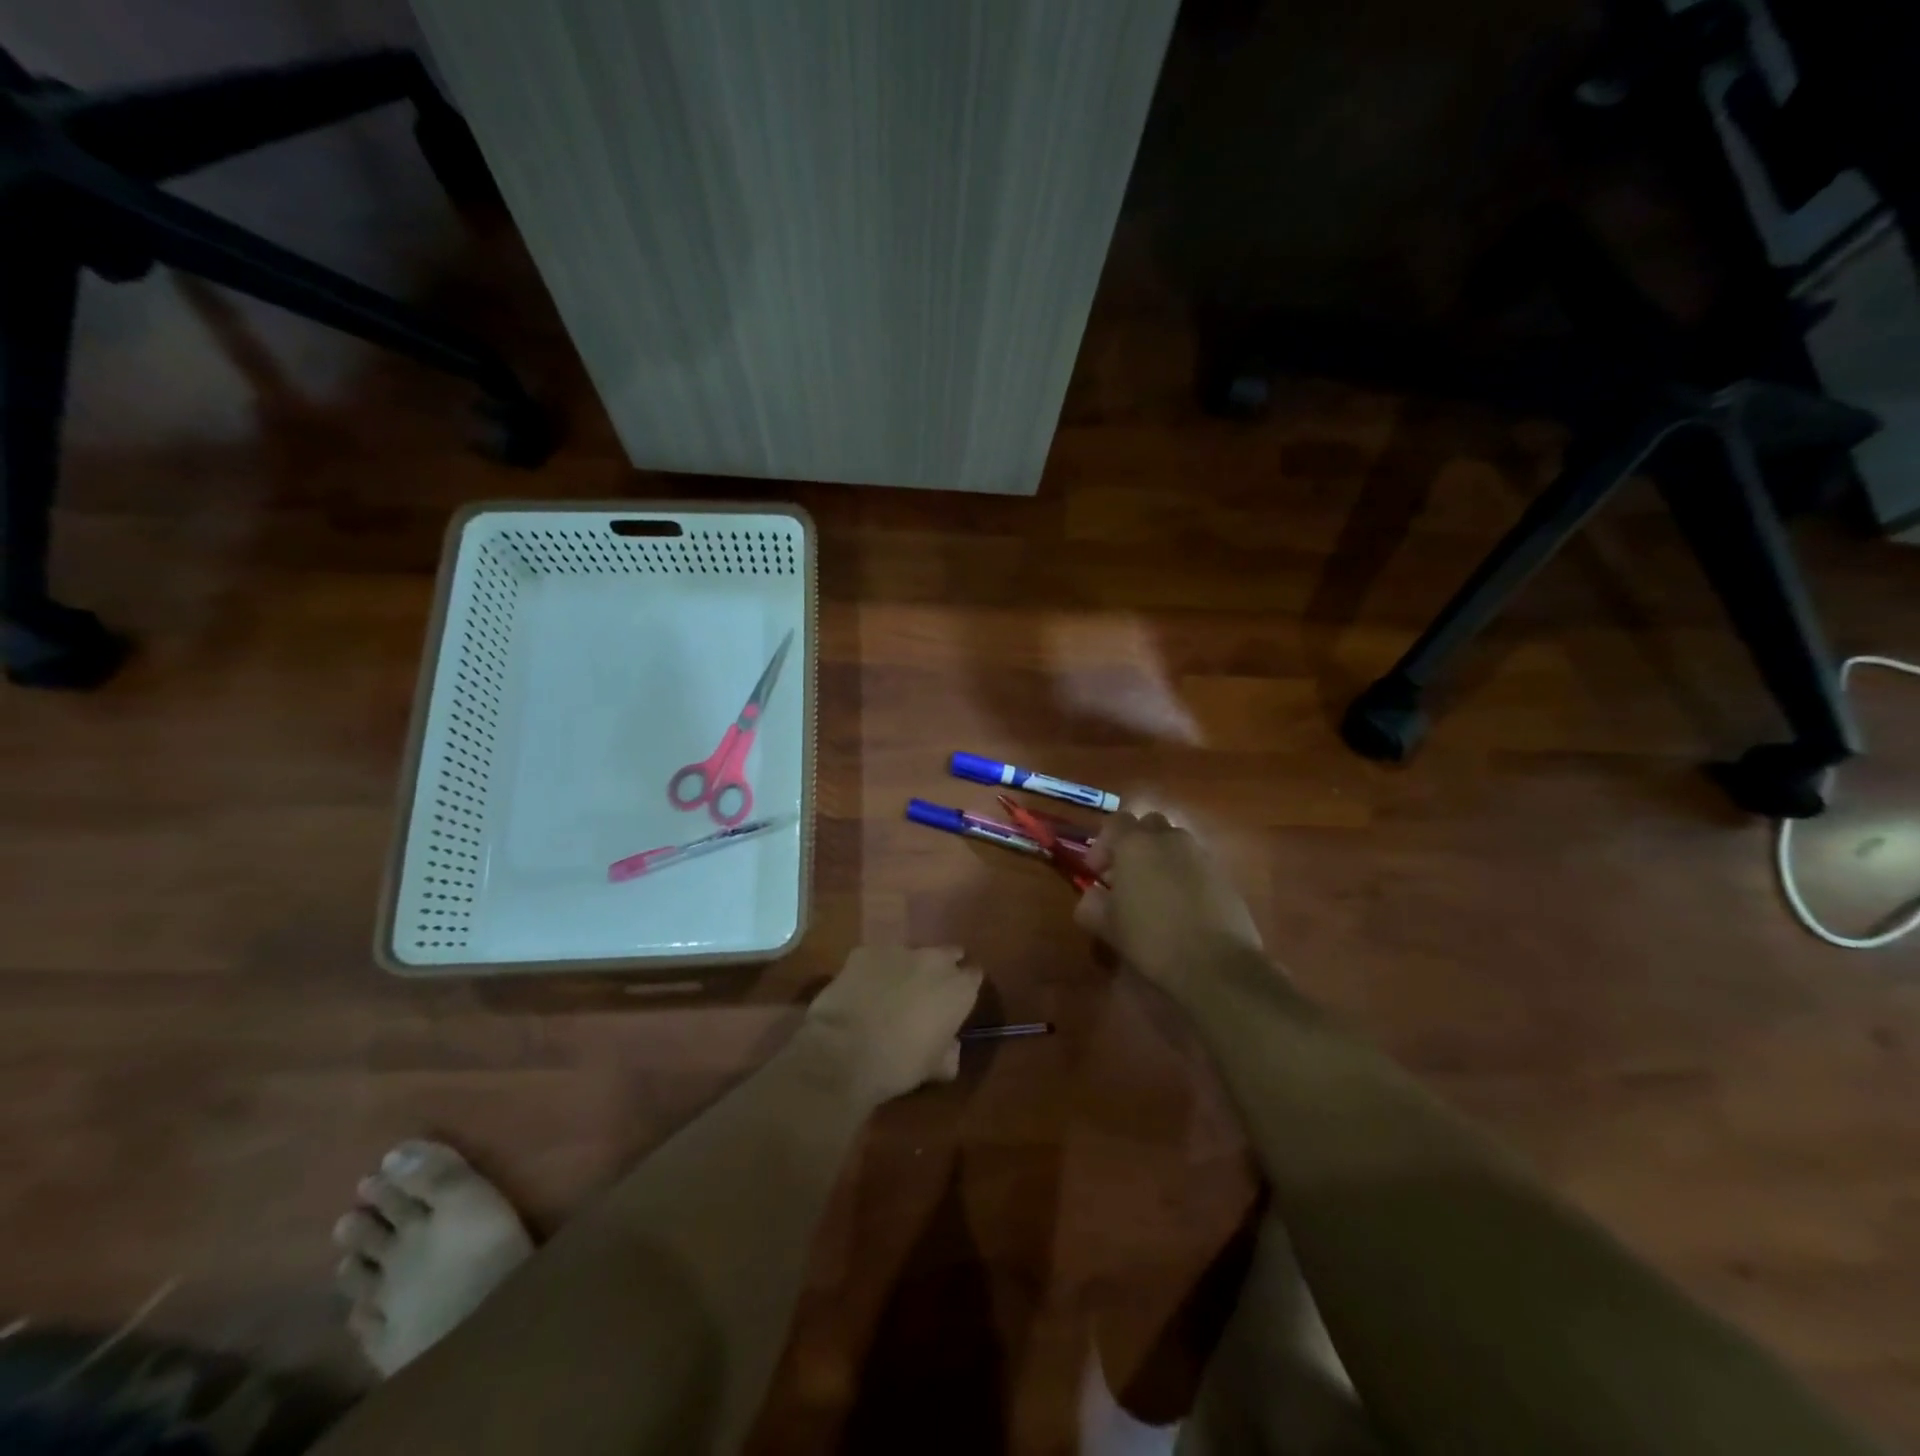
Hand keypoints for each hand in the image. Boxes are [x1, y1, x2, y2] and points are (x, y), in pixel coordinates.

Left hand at [803, 946, 982, 1103]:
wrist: (845, 1051)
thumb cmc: (900, 1064)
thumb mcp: (934, 1068)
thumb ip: (949, 1052)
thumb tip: (950, 1048)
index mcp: (959, 988)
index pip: (974, 977)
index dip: (965, 988)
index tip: (957, 1001)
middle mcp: (934, 960)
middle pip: (947, 955)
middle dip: (941, 969)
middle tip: (928, 992)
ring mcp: (898, 950)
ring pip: (910, 954)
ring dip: (906, 969)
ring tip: (891, 992)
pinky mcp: (865, 951)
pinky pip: (876, 958)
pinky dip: (874, 970)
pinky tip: (862, 990)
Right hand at [1075, 811, 1262, 997]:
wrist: (1216, 964)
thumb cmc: (1152, 940)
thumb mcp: (1108, 927)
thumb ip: (1091, 904)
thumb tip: (1093, 896)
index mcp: (1135, 844)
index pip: (1116, 821)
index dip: (1103, 844)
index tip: (1098, 873)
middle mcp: (1169, 839)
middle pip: (1149, 825)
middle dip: (1136, 844)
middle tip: (1127, 877)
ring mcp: (1201, 855)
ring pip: (1175, 843)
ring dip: (1162, 858)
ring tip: (1156, 894)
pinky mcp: (1224, 875)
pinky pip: (1197, 864)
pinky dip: (1185, 876)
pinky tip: (1182, 908)